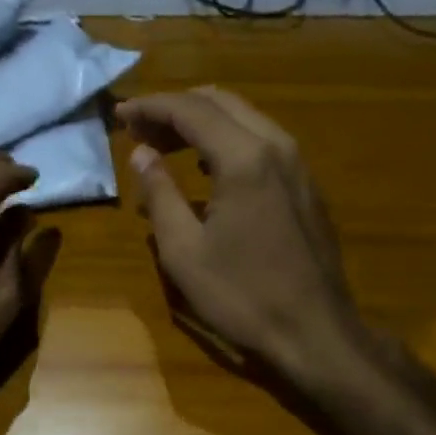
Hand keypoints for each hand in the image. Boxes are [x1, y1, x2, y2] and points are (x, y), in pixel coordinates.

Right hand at [117, 87, 371, 381]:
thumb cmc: (242, 295)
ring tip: (165, 144)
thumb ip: (160, 192)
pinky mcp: (306, 184)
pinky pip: (262, 141)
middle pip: (220, 102)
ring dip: (202, 121)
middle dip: (175, 108)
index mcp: (243, 158)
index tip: (120, 114)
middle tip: (139, 128)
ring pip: (244, 118)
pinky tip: (207, 167)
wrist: (316, 332)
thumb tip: (141, 153)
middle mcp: (276, 146)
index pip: (190, 110)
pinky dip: (227, 139)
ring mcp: (297, 164)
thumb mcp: (184, 250)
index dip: (150, 107)